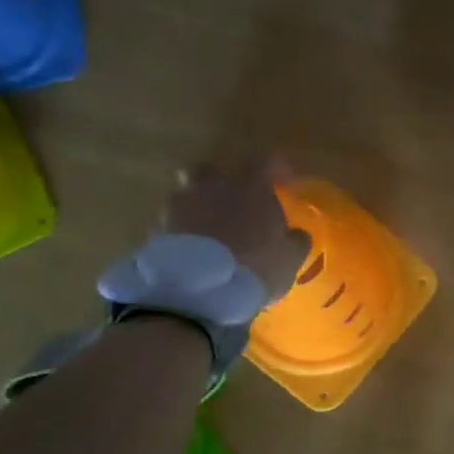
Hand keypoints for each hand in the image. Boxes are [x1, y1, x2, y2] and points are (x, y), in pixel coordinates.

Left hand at [163, 156, 310, 301]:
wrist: (198, 293)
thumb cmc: (255, 267)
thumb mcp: (290, 257)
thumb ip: (296, 240)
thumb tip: (296, 234)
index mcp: (248, 186)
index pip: (263, 160)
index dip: (275, 168)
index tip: (284, 184)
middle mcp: (211, 187)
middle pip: (211, 170)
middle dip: (222, 183)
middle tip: (236, 204)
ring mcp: (179, 207)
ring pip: (187, 196)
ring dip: (199, 209)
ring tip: (212, 233)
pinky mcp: (157, 231)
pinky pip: (173, 224)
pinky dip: (183, 233)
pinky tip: (195, 254)